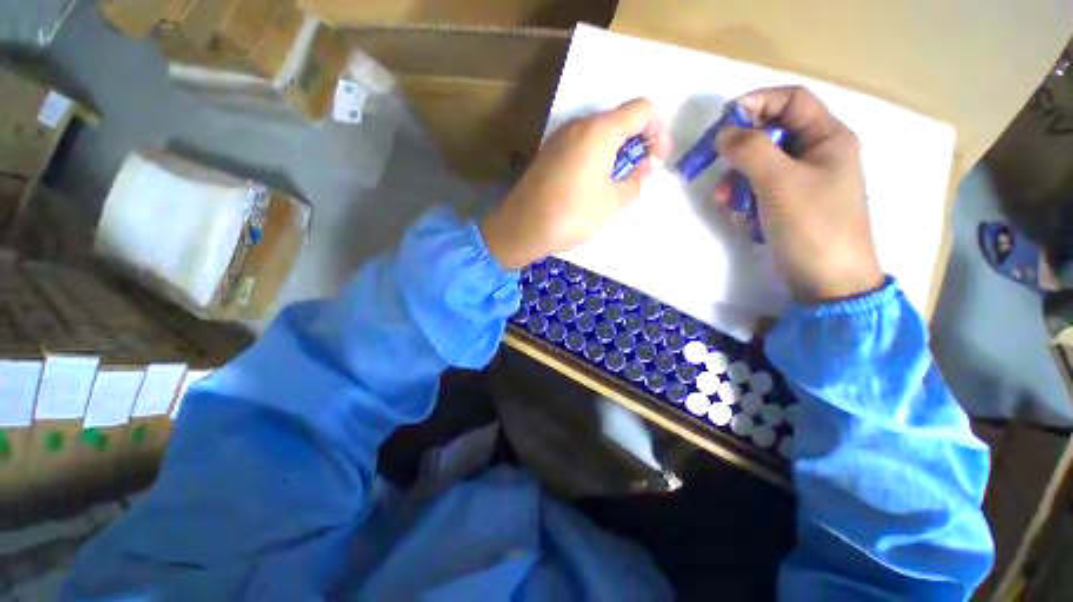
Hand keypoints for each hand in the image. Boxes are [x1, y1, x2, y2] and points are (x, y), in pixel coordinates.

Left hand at [481, 99, 670, 269]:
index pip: (642, 109)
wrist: (522, 227)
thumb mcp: (614, 203)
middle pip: (618, 119)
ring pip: (598, 133)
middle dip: (637, 142)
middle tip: (638, 173)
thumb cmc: (572, 215)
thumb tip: (642, 168)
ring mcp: (559, 138)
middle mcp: (578, 125)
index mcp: (600, 130)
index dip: (658, 130)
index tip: (657, 159)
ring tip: (615, 181)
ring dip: (615, 151)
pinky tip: (591, 184)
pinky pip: (580, 145)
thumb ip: (636, 181)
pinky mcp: (547, 154)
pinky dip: (595, 157)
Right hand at [715, 86, 884, 303]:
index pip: (791, 100)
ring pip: (761, 163)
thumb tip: (723, 132)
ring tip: (724, 200)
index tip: (723, 122)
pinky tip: (738, 214)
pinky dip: (744, 197)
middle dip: (740, 149)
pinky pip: (760, 188)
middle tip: (716, 164)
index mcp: (827, 137)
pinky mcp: (788, 204)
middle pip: (772, 133)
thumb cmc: (813, 225)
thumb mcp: (780, 182)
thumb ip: (750, 150)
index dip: (757, 103)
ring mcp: (802, 181)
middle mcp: (817, 153)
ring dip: (737, 178)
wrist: (827, 280)